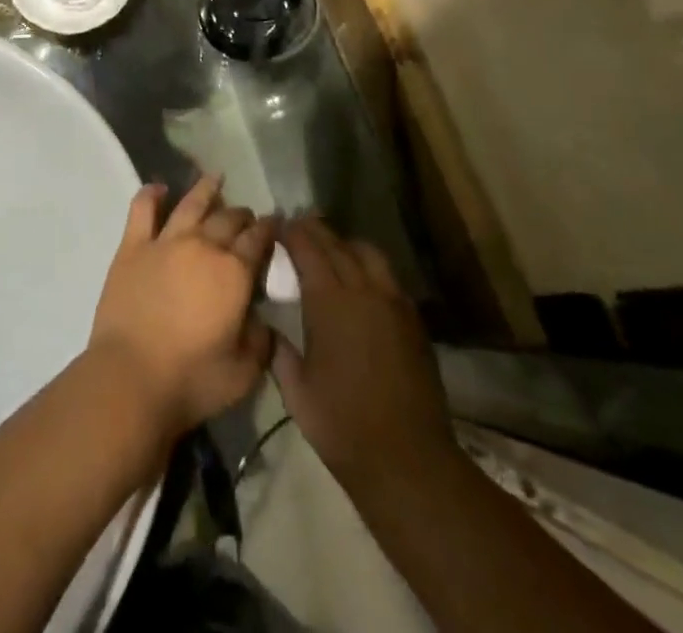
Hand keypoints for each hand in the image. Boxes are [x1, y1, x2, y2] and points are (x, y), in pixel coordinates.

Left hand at [87, 174, 274, 442]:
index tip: (275, 223)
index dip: (268, 229)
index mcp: (234, 273)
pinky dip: (151, 194)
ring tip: (216, 177)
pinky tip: (159, 188)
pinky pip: (142, 210)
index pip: (258, 240)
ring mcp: (166, 242)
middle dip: (242, 214)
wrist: (130, 378)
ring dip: (206, 189)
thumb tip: (263, 322)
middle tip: (247, 216)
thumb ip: (260, 342)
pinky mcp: (133, 247)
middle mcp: (203, 246)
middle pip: (228, 219)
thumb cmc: (191, 380)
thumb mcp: (244, 373)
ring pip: (191, 204)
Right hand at [272, 218, 457, 496]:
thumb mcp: (297, 392)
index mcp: (330, 301)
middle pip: (337, 244)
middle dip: (316, 230)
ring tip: (331, 247)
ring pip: (368, 254)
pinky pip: (387, 277)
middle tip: (299, 225)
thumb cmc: (342, 425)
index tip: (278, 224)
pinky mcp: (413, 319)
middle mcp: (363, 289)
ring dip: (346, 244)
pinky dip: (369, 267)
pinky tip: (361, 281)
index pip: (308, 249)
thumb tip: (269, 330)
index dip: (292, 233)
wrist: (407, 458)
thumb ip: (280, 353)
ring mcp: (393, 302)